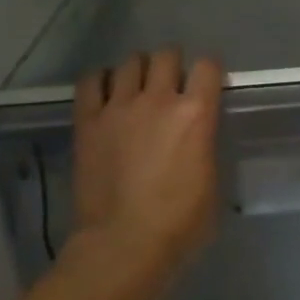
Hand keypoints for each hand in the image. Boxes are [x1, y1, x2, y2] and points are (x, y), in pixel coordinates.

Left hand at [71, 48, 223, 281]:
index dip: (209, 71)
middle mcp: (158, 100)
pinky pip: (90, 82)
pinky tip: (105, 93)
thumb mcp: (211, 183)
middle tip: (171, 84)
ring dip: (138, 70)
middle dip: (172, 65)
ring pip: (129, 63)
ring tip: (137, 88)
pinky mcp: (87, 121)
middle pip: (166, 55)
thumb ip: (204, 148)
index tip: (207, 84)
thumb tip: (197, 138)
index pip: (208, 67)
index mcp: (196, 115)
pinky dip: (100, 81)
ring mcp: (118, 108)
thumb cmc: (179, 224)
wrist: (124, 243)